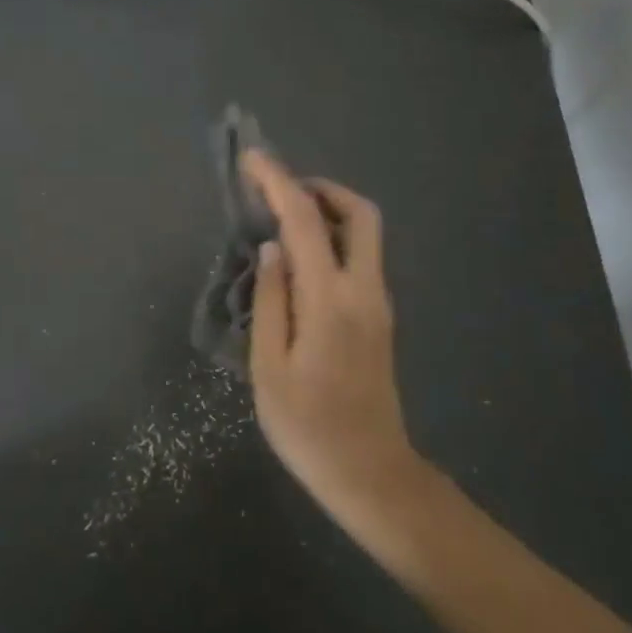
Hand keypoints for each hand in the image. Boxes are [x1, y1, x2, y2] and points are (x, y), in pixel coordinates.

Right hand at [241, 151, 421, 517]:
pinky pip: (360, 257)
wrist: (370, 474)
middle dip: (320, 188)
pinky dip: (333, 238)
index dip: (277, 182)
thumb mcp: (270, 367)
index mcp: (330, 299)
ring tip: (281, 220)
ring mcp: (377, 303)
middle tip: (279, 190)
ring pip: (365, 234)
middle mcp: (363, 290)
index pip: (304, 221)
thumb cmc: (308, 427)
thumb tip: (271, 248)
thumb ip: (271, 301)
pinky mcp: (378, 318)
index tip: (252, 159)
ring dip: (328, 211)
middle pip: (359, 214)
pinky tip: (299, 259)